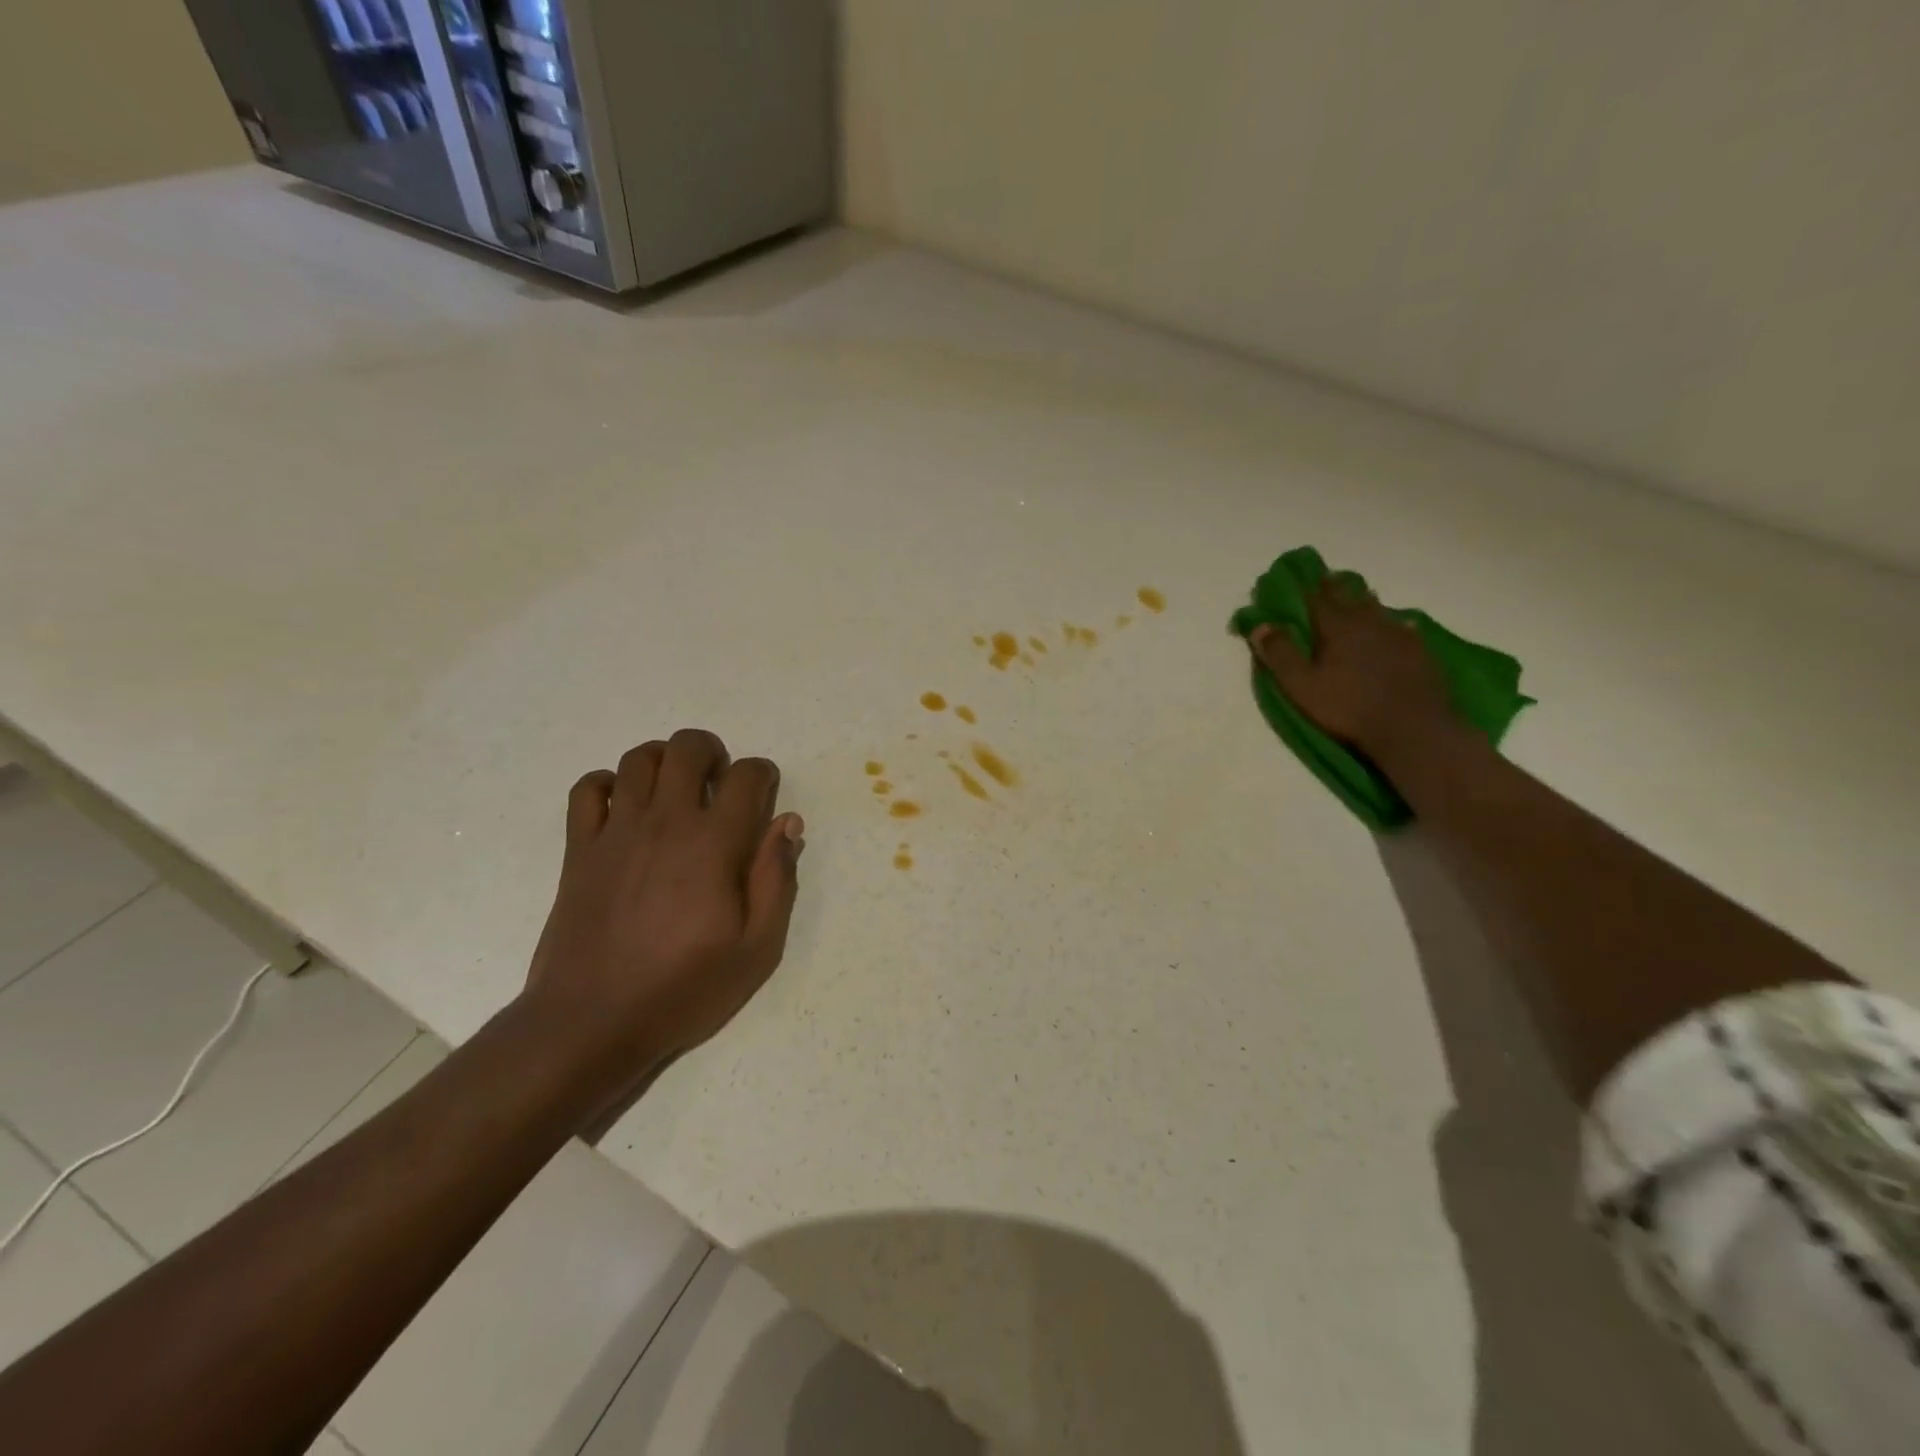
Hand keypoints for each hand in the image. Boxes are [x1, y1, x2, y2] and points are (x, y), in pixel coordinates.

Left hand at [521, 729, 803, 1109]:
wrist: (591, 1022)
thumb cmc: (684, 988)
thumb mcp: (756, 948)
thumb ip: (776, 879)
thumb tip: (787, 823)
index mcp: (714, 843)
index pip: (746, 776)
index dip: (763, 775)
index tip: (764, 796)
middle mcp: (665, 822)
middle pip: (687, 748)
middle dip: (712, 752)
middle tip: (719, 784)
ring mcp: (616, 831)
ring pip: (638, 759)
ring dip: (664, 761)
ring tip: (676, 790)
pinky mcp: (579, 849)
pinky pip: (586, 789)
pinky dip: (607, 784)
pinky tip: (623, 808)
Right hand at [1248, 582, 1456, 755]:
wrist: (1412, 727)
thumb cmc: (1348, 707)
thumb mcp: (1301, 686)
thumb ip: (1280, 654)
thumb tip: (1260, 625)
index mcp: (1337, 627)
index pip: (1317, 599)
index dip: (1306, 587)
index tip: (1299, 577)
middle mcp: (1368, 622)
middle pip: (1350, 597)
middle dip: (1336, 587)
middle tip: (1329, 578)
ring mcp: (1398, 635)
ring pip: (1378, 609)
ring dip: (1365, 601)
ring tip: (1360, 597)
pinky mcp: (1420, 651)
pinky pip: (1404, 628)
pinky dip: (1394, 623)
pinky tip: (1399, 626)